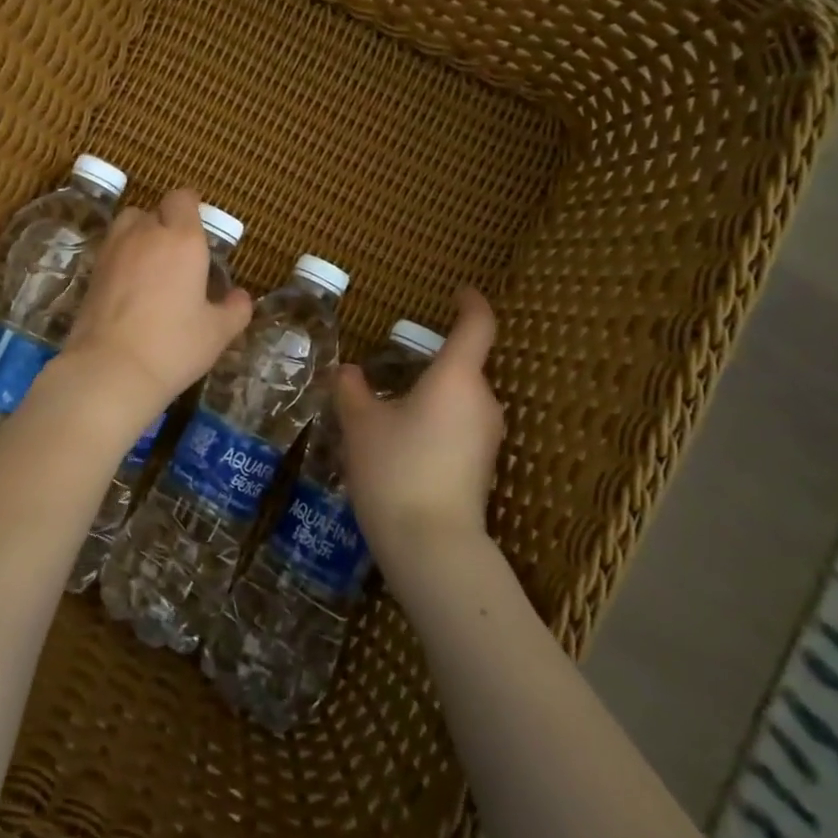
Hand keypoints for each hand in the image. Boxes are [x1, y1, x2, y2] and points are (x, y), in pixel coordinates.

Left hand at [61, 188, 253, 416]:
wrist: (110, 369)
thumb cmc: (173, 346)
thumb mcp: (217, 332)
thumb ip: (235, 309)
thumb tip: (241, 296)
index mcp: (182, 239)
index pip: (183, 199)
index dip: (191, 207)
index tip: (200, 227)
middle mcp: (146, 234)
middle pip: (155, 209)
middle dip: (168, 223)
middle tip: (181, 254)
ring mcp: (113, 250)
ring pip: (129, 224)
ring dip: (142, 234)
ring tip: (153, 264)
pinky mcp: (92, 271)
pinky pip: (112, 249)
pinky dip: (123, 256)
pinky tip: (132, 286)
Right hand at [336, 287, 505, 565]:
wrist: (431, 545)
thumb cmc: (395, 469)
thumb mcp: (361, 424)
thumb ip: (353, 390)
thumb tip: (349, 372)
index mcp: (456, 378)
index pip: (477, 326)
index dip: (470, 303)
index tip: (458, 292)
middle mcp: (482, 401)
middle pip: (464, 366)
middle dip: (431, 362)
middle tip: (392, 367)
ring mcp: (488, 436)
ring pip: (461, 399)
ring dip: (432, 395)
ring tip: (391, 409)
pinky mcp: (483, 466)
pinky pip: (461, 427)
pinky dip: (437, 423)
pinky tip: (404, 444)